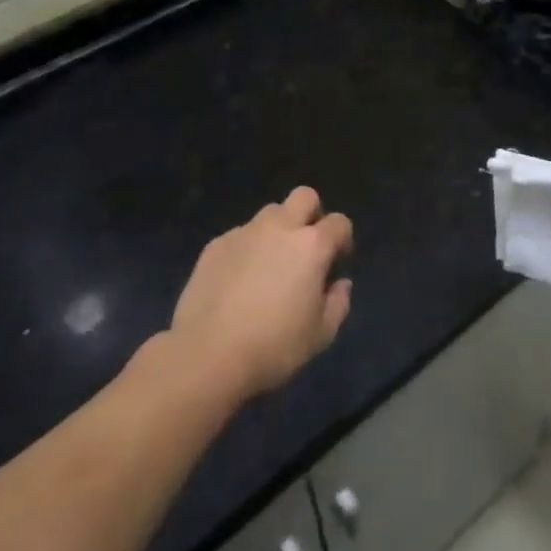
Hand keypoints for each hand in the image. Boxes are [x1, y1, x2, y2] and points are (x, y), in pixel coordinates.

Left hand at [171, 187, 353, 399]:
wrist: (207, 354)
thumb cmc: (273, 346)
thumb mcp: (321, 335)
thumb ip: (338, 303)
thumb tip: (340, 283)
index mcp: (311, 246)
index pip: (339, 223)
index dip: (343, 240)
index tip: (336, 264)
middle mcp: (279, 228)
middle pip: (304, 196)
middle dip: (312, 214)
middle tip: (306, 248)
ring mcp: (244, 232)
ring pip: (270, 213)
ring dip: (278, 230)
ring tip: (270, 265)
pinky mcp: (215, 244)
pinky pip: (241, 235)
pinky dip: (248, 249)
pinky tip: (239, 280)